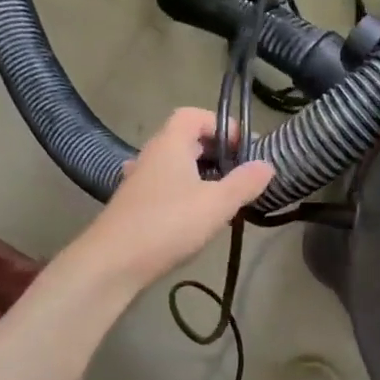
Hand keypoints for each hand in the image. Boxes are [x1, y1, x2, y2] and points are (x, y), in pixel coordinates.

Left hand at [72, 109, 272, 291]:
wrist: (112, 263)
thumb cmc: (168, 224)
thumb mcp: (217, 204)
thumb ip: (245, 182)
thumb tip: (267, 165)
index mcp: (170, 144)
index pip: (195, 115)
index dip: (222, 126)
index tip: (244, 149)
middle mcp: (152, 155)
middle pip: (186, 139)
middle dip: (216, 151)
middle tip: (240, 174)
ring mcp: (139, 180)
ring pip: (176, 165)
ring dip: (201, 174)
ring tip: (224, 196)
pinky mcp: (134, 205)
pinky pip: (166, 186)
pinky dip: (185, 192)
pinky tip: (197, 216)